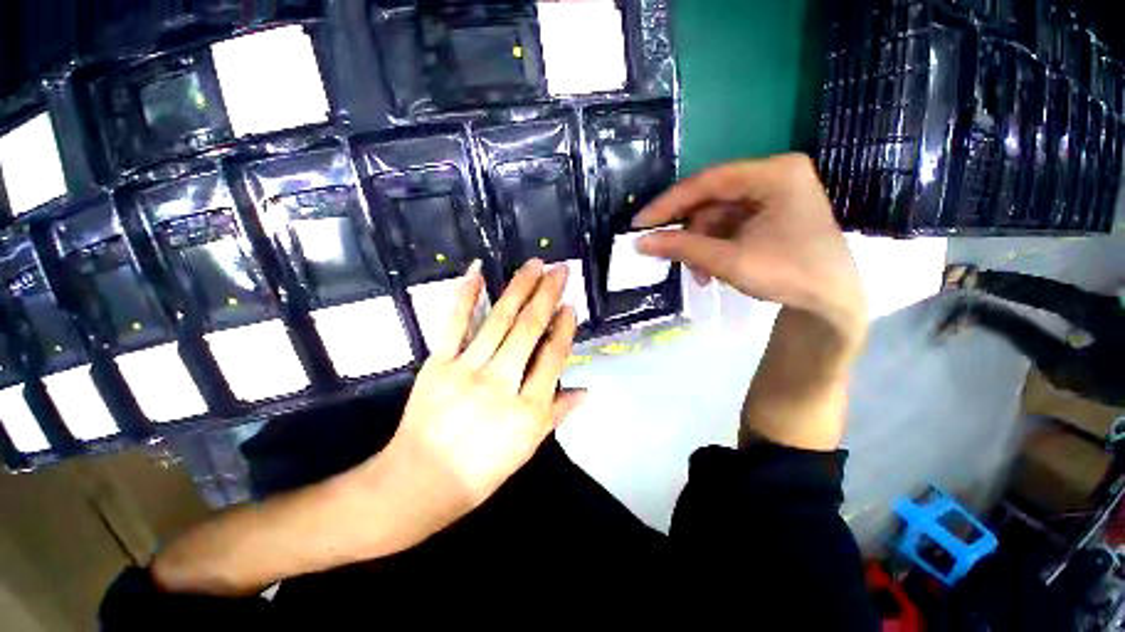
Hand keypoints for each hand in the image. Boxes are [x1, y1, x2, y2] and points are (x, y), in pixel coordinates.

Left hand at [366, 258, 584, 547]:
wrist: (418, 482)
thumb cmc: (479, 472)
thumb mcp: (526, 450)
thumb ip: (556, 415)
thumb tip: (586, 391)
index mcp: (527, 410)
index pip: (552, 358)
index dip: (564, 328)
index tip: (570, 305)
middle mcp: (501, 383)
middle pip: (529, 330)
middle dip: (547, 295)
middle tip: (560, 269)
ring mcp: (467, 370)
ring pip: (499, 320)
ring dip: (519, 288)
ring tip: (534, 264)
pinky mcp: (438, 364)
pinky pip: (454, 324)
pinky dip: (466, 295)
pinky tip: (478, 272)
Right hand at [633, 154, 865, 346]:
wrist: (832, 303)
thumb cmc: (788, 275)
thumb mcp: (729, 260)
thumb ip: (682, 247)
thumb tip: (640, 242)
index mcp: (774, 174)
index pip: (708, 181)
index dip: (669, 203)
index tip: (639, 223)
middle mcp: (774, 176)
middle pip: (712, 198)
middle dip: (687, 230)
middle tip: (661, 250)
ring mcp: (773, 195)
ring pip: (717, 215)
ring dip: (699, 244)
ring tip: (696, 273)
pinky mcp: (770, 214)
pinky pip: (729, 225)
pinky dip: (713, 246)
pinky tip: (709, 269)